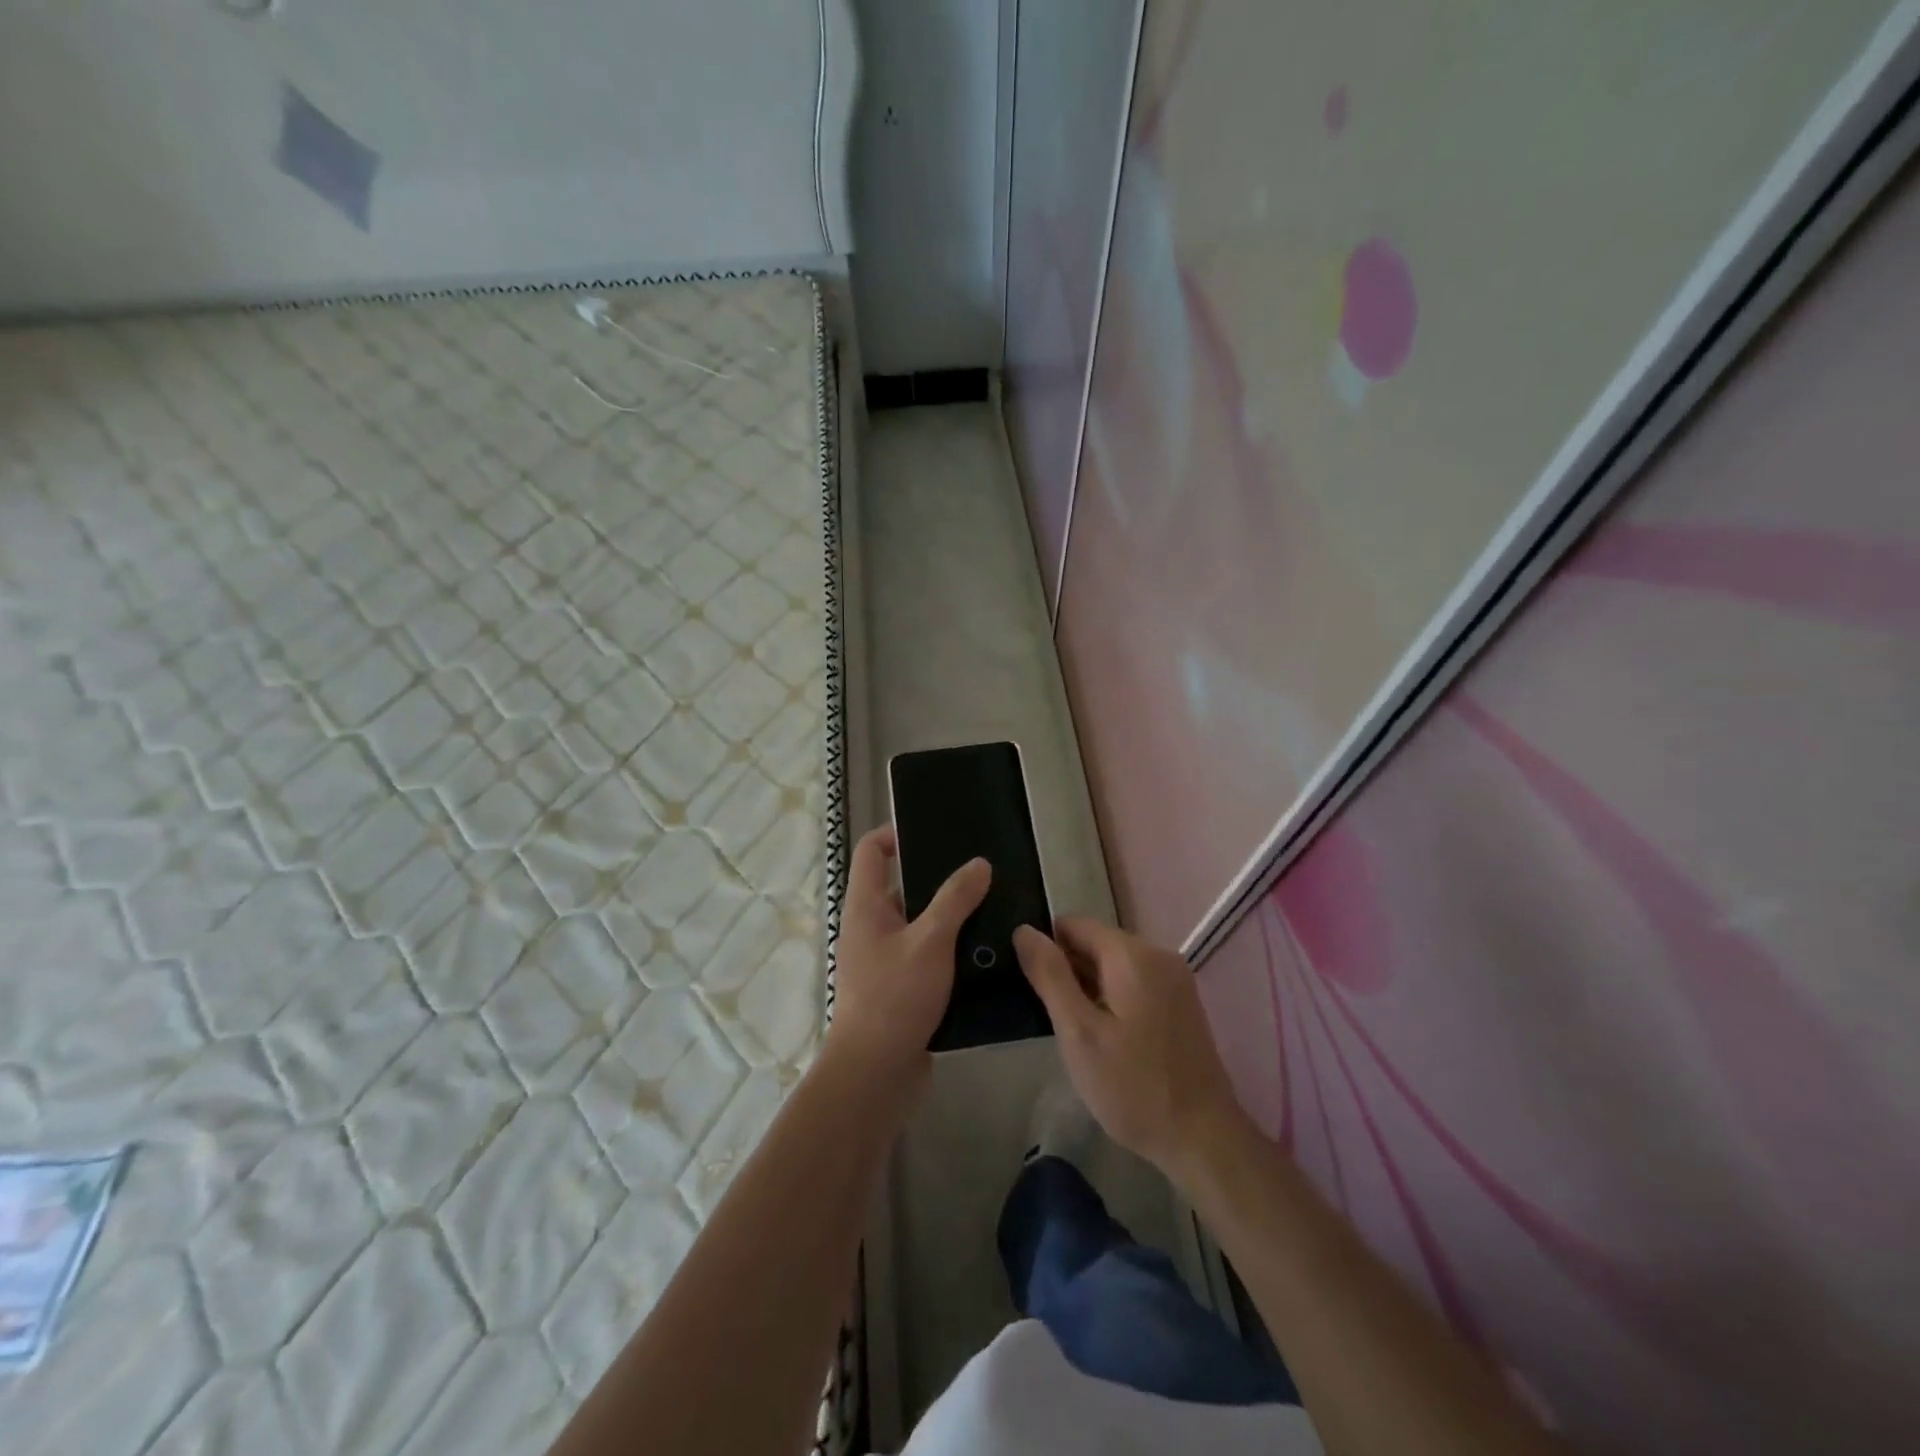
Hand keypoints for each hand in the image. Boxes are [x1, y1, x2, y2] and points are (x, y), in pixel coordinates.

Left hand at [824, 826, 990, 1080]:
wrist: (875, 1074)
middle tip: (982, 871)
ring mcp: (885, 959)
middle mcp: (871, 927)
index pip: (872, 851)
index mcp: (865, 906)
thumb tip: (979, 863)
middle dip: (938, 877)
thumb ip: (955, 900)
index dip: (896, 833)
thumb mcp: (930, 941)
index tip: (936, 832)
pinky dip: (951, 949)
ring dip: (950, 916)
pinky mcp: (902, 987)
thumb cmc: (894, 997)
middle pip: (901, 886)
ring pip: (920, 923)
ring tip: (993, 906)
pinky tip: (985, 950)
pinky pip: (928, 955)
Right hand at [1014, 916, 1248, 1181]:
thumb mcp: (1079, 1033)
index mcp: (1133, 954)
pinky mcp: (1181, 1002)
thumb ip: (1050, 976)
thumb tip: (1023, 930)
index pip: (1073, 924)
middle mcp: (1158, 954)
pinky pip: (1134, 982)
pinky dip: (1113, 999)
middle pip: (1096, 942)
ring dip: (1089, 988)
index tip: (1035, 989)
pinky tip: (1107, 1039)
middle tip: (1055, 1019)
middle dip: (1069, 971)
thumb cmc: (1133, 1088)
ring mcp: (1174, 978)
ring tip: (1078, 1033)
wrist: (1203, 1141)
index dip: (1047, 950)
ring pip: (1113, 965)